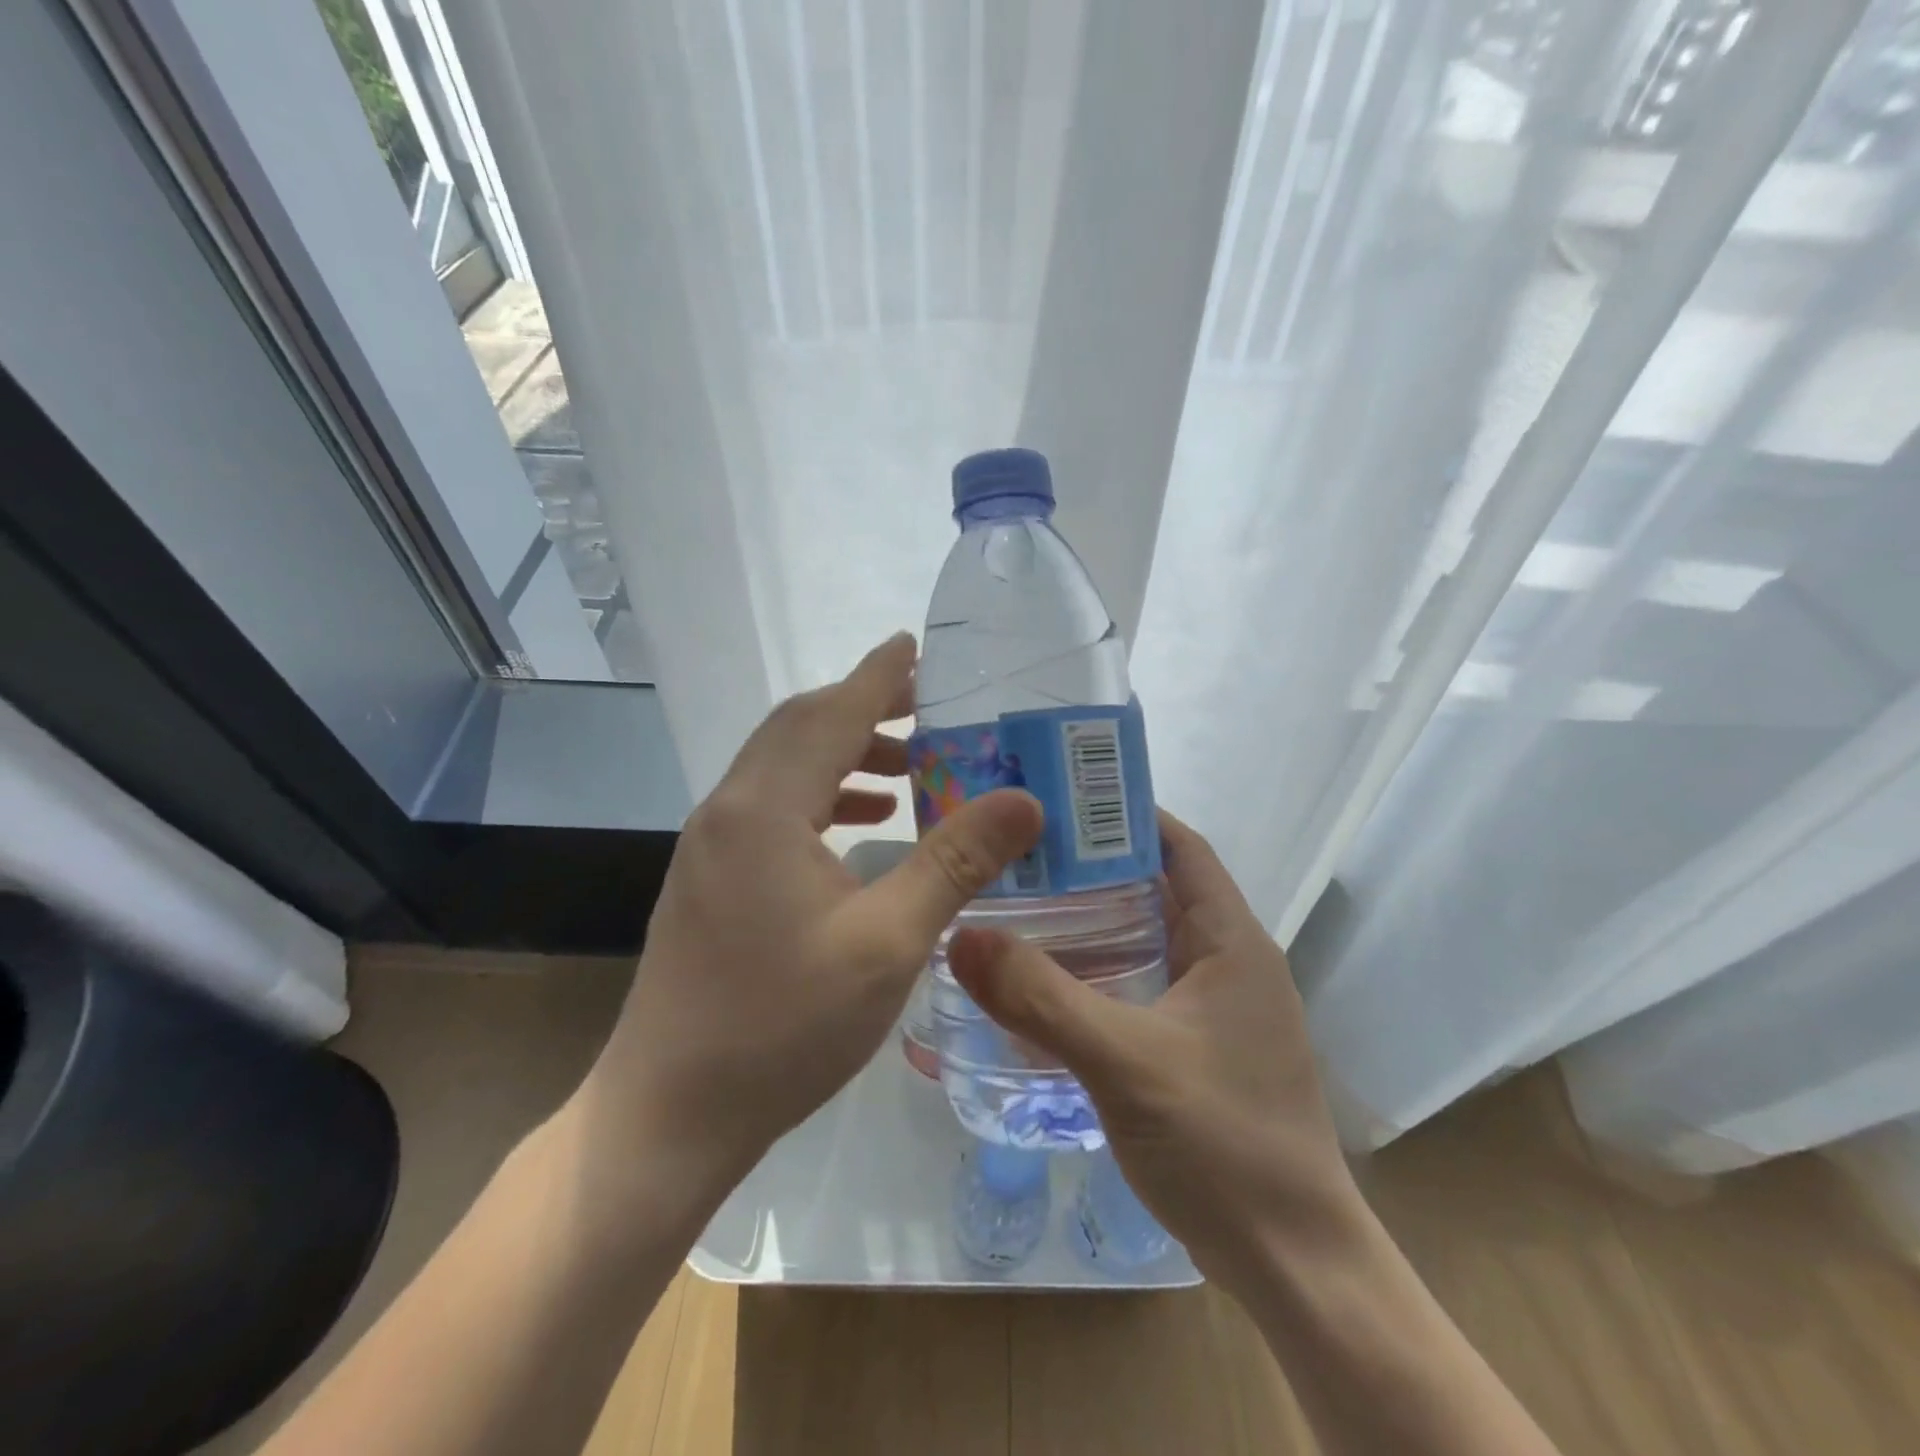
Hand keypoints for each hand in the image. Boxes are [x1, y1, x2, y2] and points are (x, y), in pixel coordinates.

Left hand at [580, 632, 1042, 1207]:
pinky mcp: (708, 877)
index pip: (830, 713)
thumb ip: (954, 862)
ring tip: (908, 767)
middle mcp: (728, 809)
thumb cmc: (782, 1026)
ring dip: (843, 753)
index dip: (878, 675)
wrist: (669, 1112)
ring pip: (782, 767)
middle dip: (863, 707)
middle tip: (928, 708)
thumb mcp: (886, 943)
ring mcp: (710, 844)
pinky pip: (771, 806)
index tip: (916, 644)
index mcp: (765, 809)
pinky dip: (820, 795)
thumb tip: (1022, 800)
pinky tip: (860, 825)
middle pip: (800, 728)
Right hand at [947, 811, 1354, 1276]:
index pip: (1181, 847)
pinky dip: (1102, 974)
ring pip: (1149, 940)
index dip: (1127, 814)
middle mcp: (1231, 962)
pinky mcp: (1202, 1049)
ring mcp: (1218, 1009)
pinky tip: (1049, 986)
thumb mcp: (1123, 1062)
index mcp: (1232, 941)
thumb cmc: (1223, 1144)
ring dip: (1094, 922)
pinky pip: (1145, 986)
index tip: (1059, 802)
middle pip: (1158, 888)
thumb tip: (961, 937)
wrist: (1293, 1265)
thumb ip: (1040, 998)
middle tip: (1020, 856)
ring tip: (1021, 907)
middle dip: (1094, 867)